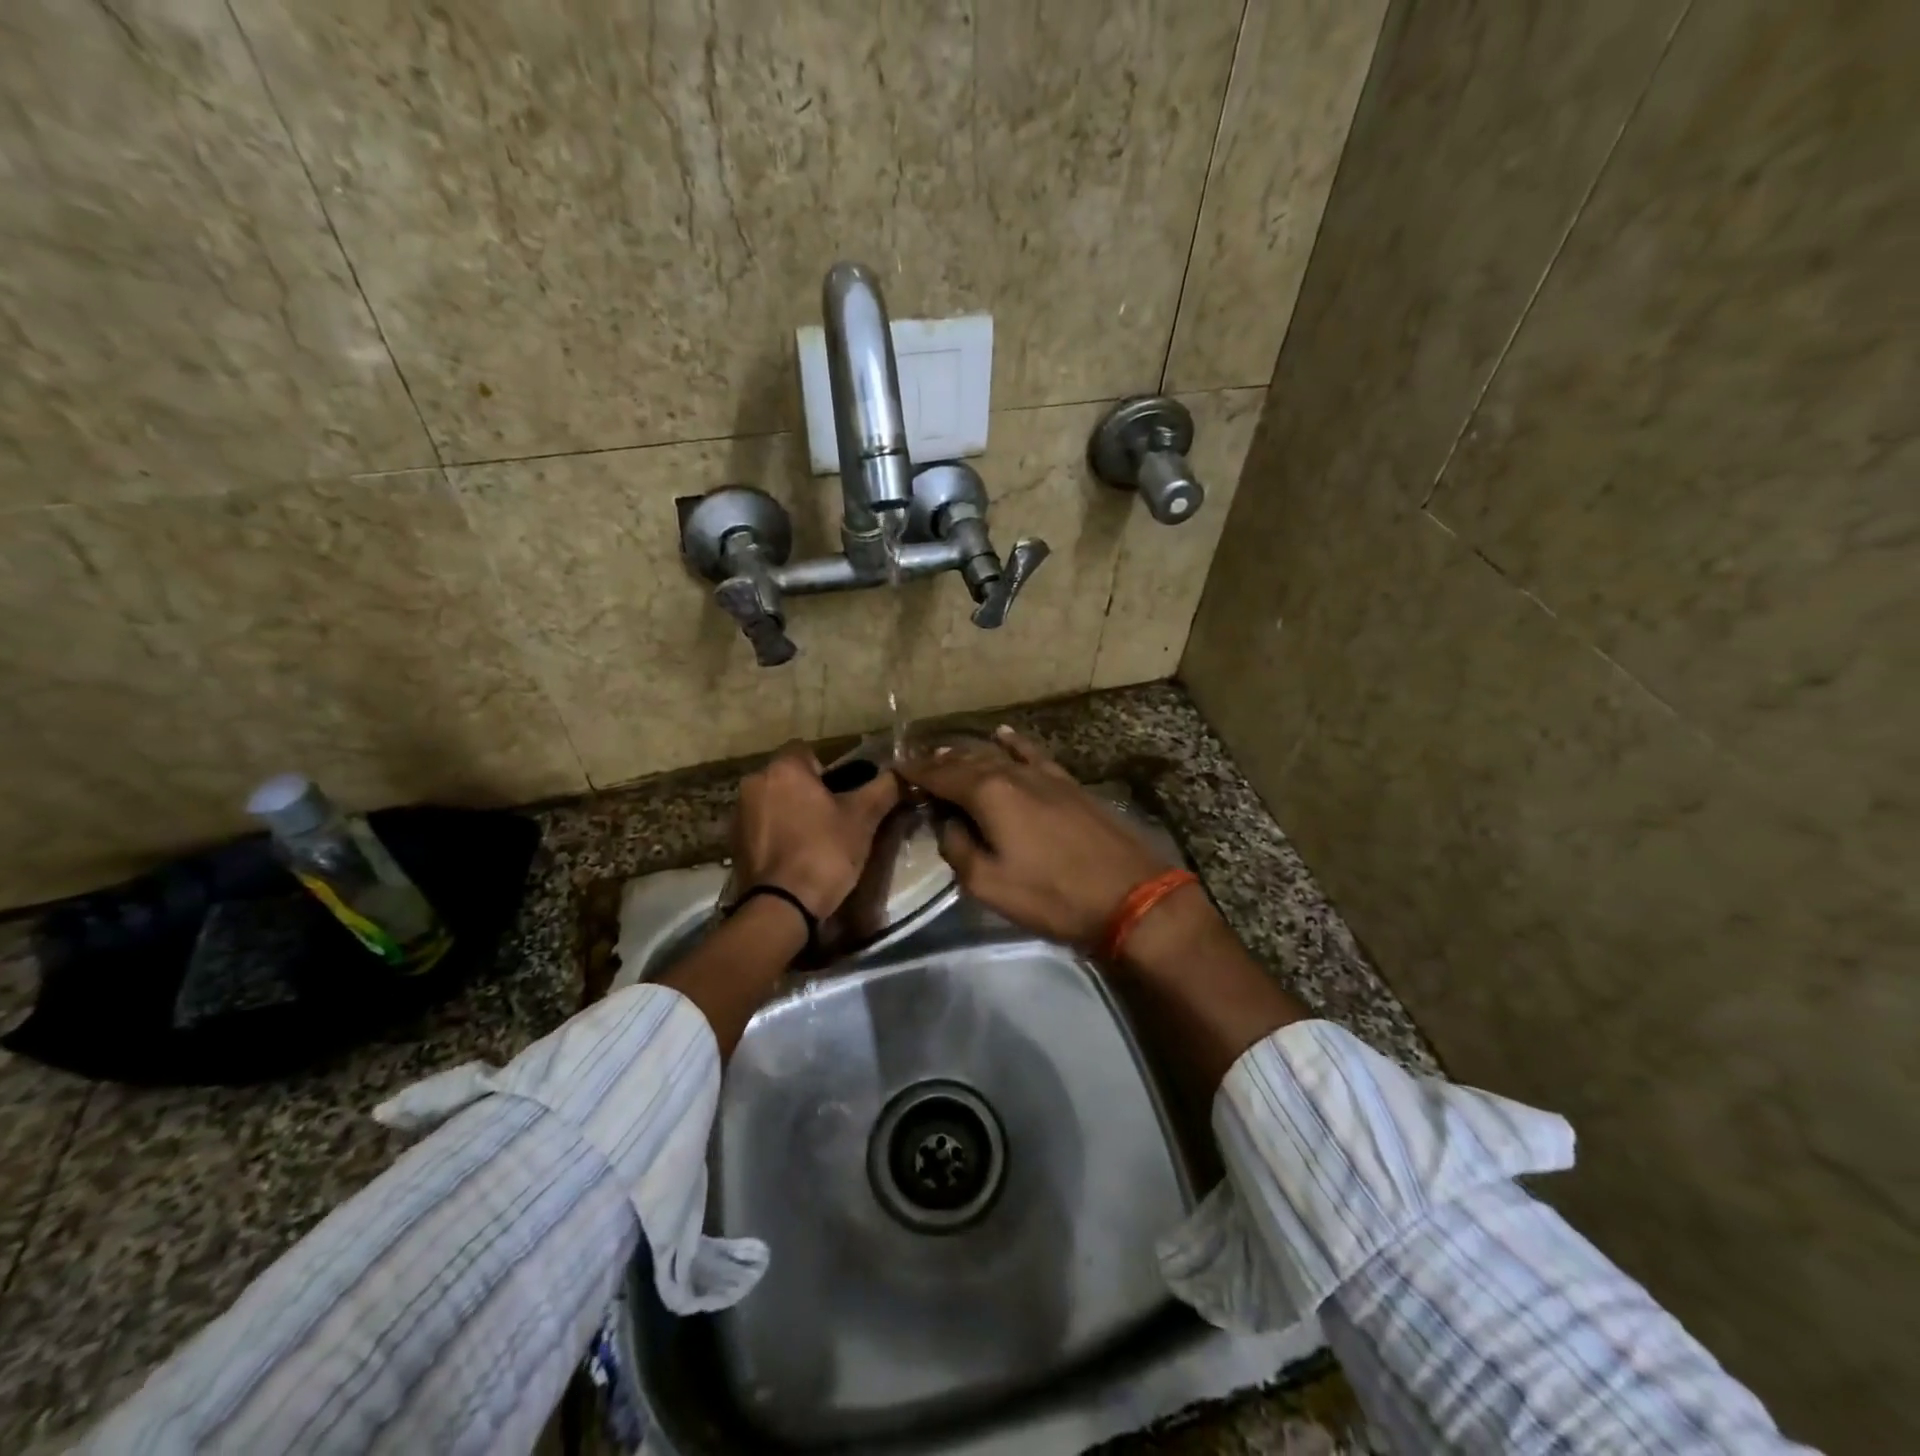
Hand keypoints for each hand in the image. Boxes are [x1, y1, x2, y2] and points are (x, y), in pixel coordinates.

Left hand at [734, 742, 901, 918]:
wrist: (781, 907)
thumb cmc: (824, 852)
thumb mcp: (863, 819)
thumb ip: (884, 788)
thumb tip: (902, 773)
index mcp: (784, 768)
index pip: (807, 750)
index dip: (828, 770)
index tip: (843, 794)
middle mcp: (754, 782)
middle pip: (788, 777)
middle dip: (809, 792)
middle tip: (834, 818)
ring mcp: (739, 813)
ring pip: (773, 801)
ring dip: (791, 812)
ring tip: (815, 840)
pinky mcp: (733, 842)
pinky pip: (761, 826)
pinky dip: (777, 834)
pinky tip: (795, 857)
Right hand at [897, 726, 1172, 947]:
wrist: (1130, 894)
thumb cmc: (1052, 895)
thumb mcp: (988, 884)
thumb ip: (958, 848)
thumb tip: (948, 824)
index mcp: (989, 793)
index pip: (941, 775)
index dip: (916, 773)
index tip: (896, 770)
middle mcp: (1014, 774)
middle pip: (968, 760)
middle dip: (940, 761)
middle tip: (918, 764)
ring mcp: (1045, 776)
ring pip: (998, 754)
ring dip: (970, 753)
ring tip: (949, 752)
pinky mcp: (1069, 785)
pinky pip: (1033, 755)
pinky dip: (1014, 744)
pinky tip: (1004, 736)